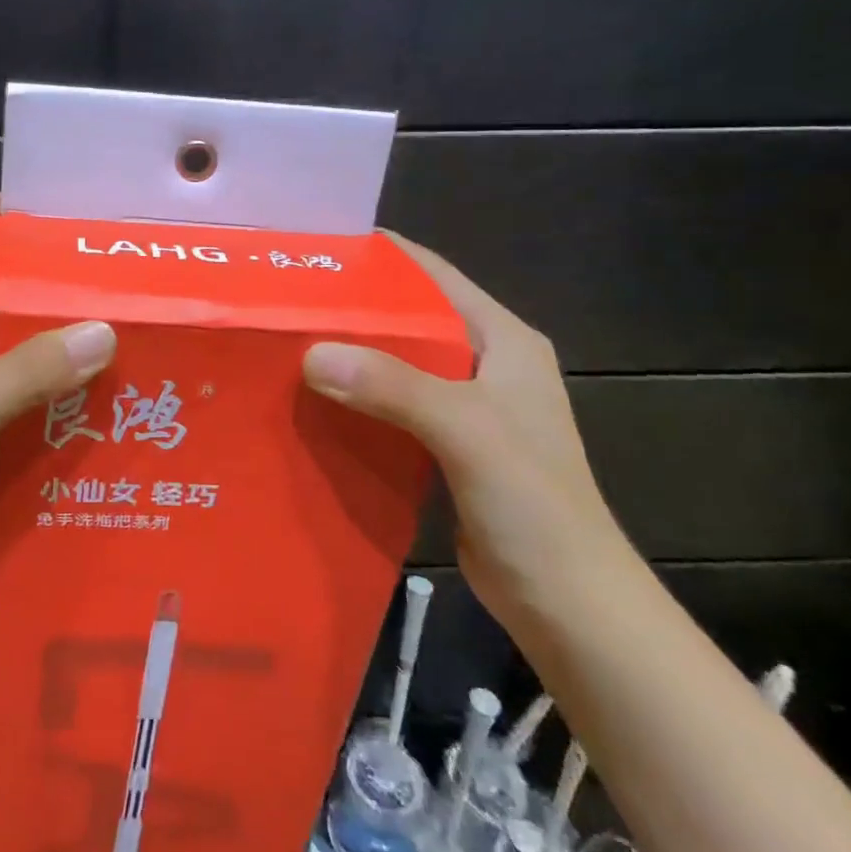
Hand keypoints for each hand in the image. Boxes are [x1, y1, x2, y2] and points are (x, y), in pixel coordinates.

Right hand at [301, 234, 632, 635]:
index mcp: (501, 339)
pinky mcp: (442, 445)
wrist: (568, 604)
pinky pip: (386, 406)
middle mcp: (481, 362)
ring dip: (345, 355)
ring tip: (282, 342)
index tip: (314, 247)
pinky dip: (351, 398)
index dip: (377, 255)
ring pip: (390, 363)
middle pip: (405, 317)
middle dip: (348, 308)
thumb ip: (394, 386)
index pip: (432, 274)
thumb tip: (311, 353)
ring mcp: (462, 407)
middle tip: (282, 299)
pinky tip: (308, 400)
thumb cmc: (534, 505)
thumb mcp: (467, 431)